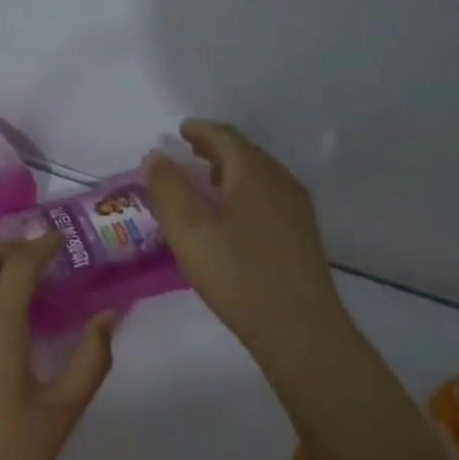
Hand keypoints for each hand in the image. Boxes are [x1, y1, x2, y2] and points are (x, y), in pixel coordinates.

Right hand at [146, 120, 353, 369]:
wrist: (300, 329)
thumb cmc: (238, 275)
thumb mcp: (189, 231)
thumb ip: (168, 189)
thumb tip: (156, 157)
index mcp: (254, 173)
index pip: (226, 137)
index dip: (200, 131)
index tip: (180, 131)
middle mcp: (281, 182)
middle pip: (246, 153)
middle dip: (216, 148)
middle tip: (189, 152)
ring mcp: (296, 209)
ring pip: (260, 175)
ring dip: (231, 170)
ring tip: (206, 180)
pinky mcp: (302, 234)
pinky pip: (268, 196)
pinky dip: (244, 191)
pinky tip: (231, 215)